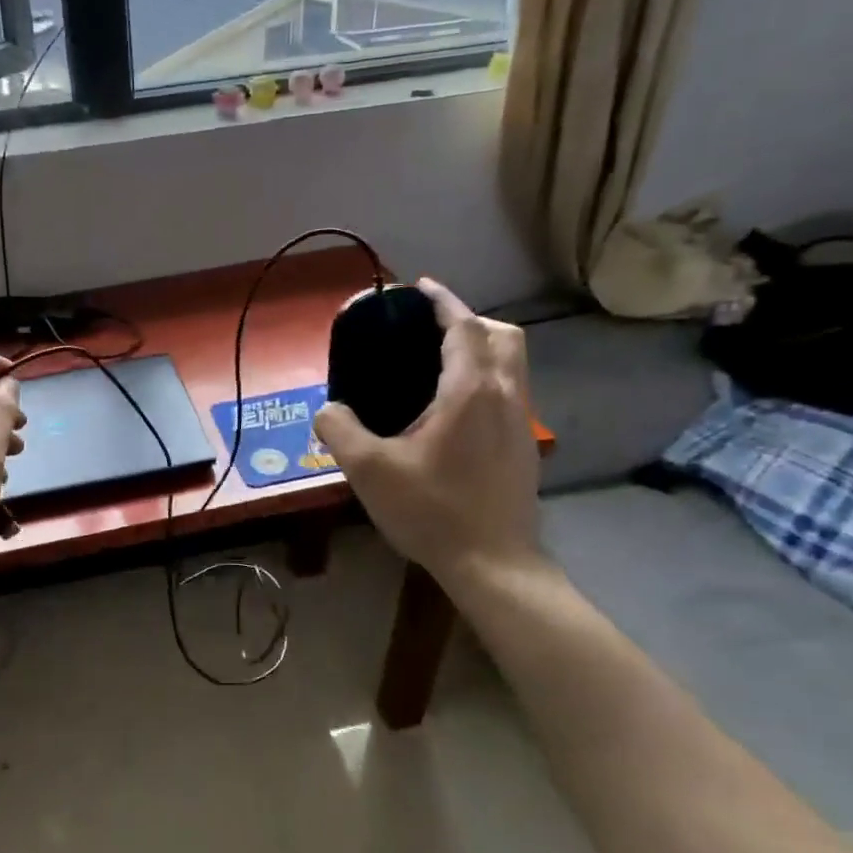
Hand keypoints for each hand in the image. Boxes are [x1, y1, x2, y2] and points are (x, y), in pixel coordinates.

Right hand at [314, 278, 543, 593]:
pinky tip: (454, 411)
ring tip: (440, 365)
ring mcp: (520, 423)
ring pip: (513, 364)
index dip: (443, 302)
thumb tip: (328, 410)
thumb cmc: (432, 511)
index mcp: (470, 392)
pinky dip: (487, 379)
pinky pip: (510, 392)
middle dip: (469, 321)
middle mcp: (505, 397)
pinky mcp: (524, 447)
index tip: (420, 288)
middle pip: (502, 336)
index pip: (464, 327)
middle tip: (431, 330)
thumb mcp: (369, 471)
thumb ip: (340, 431)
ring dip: (482, 349)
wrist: (493, 565)